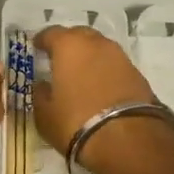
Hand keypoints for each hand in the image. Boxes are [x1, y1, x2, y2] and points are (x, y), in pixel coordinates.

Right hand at [33, 25, 173, 173]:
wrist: (127, 139)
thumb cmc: (75, 122)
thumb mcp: (44, 114)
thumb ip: (40, 94)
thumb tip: (42, 85)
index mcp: (69, 46)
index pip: (51, 33)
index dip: (42, 40)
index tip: (36, 48)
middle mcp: (96, 43)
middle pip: (79, 35)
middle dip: (68, 43)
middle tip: (59, 59)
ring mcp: (120, 56)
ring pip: (99, 48)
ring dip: (89, 56)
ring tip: (81, 74)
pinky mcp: (137, 73)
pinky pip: (114, 65)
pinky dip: (104, 71)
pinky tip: (99, 87)